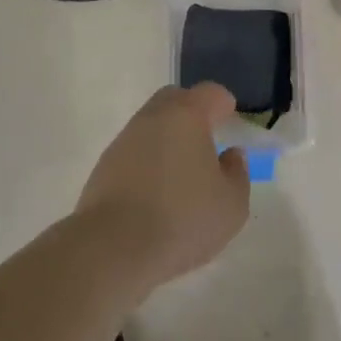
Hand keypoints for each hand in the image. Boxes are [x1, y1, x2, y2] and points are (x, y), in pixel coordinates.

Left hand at [77, 83, 251, 290]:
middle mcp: (152, 118)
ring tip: (182, 170)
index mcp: (186, 116)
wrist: (113, 247)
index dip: (224, 103)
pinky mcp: (104, 166)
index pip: (209, 93)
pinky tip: (157, 190)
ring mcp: (123, 140)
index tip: (231, 120)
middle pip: (174, 100)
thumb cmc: (182, 219)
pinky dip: (148, 160)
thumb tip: (230, 154)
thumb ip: (237, 173)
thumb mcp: (231, 204)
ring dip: (168, 138)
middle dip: (193, 112)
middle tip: (207, 138)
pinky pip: (134, 151)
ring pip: (151, 125)